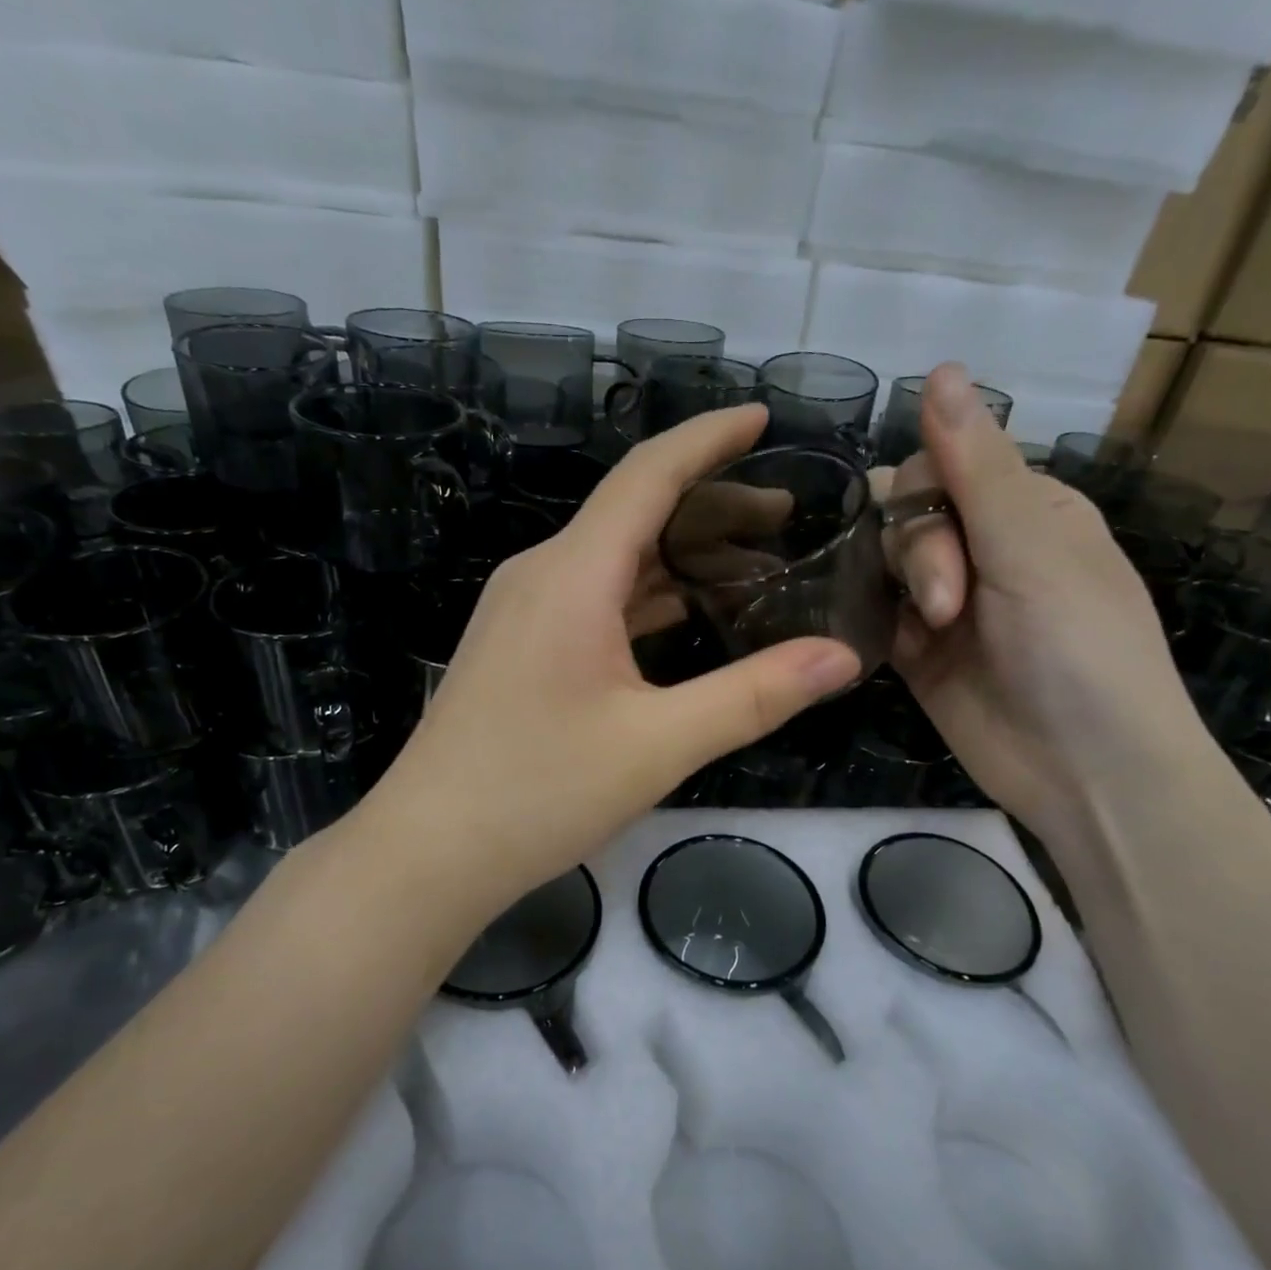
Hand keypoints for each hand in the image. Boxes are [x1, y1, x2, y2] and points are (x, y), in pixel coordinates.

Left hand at [371, 403, 861, 901]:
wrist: (429, 850)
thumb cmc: (538, 792)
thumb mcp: (659, 745)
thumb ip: (755, 695)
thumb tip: (841, 658)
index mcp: (572, 575)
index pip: (648, 475)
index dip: (709, 438)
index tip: (764, 418)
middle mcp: (542, 574)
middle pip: (636, 513)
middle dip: (713, 506)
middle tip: (787, 518)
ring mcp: (523, 611)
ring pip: (614, 559)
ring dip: (681, 556)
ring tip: (754, 568)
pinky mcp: (519, 647)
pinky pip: (593, 598)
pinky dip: (646, 596)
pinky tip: (686, 617)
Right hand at [877, 364, 1202, 836]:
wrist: (1085, 773)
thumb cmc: (1081, 649)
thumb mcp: (1033, 550)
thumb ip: (976, 466)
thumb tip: (939, 368)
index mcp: (1026, 511)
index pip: (944, 465)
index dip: (929, 497)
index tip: (951, 548)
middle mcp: (984, 549)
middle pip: (907, 512)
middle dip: (917, 552)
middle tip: (945, 608)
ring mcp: (946, 604)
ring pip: (883, 560)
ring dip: (897, 587)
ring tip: (927, 632)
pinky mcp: (916, 653)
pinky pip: (873, 613)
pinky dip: (867, 617)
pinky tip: (867, 631)